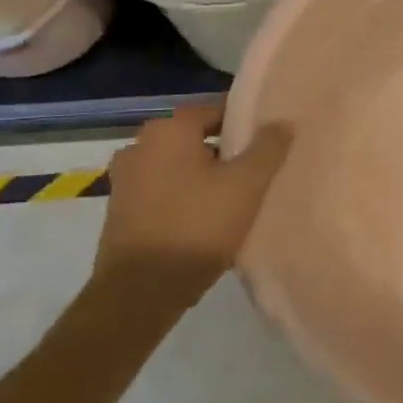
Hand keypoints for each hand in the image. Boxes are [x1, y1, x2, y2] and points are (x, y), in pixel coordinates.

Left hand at [94, 102, 292, 307]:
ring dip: (204, 177)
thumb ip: (269, 147)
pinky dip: (184, 198)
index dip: (247, 124)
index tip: (270, 144)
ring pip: (180, 167)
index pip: (217, 110)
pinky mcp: (120, 211)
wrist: (140, 292)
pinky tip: (206, 220)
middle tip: (257, 173)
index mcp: (169, 129)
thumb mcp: (247, 184)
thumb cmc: (197, 226)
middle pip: (197, 139)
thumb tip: (282, 122)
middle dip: (226, 152)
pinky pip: (164, 192)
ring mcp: (125, 180)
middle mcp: (140, 145)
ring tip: (236, 199)